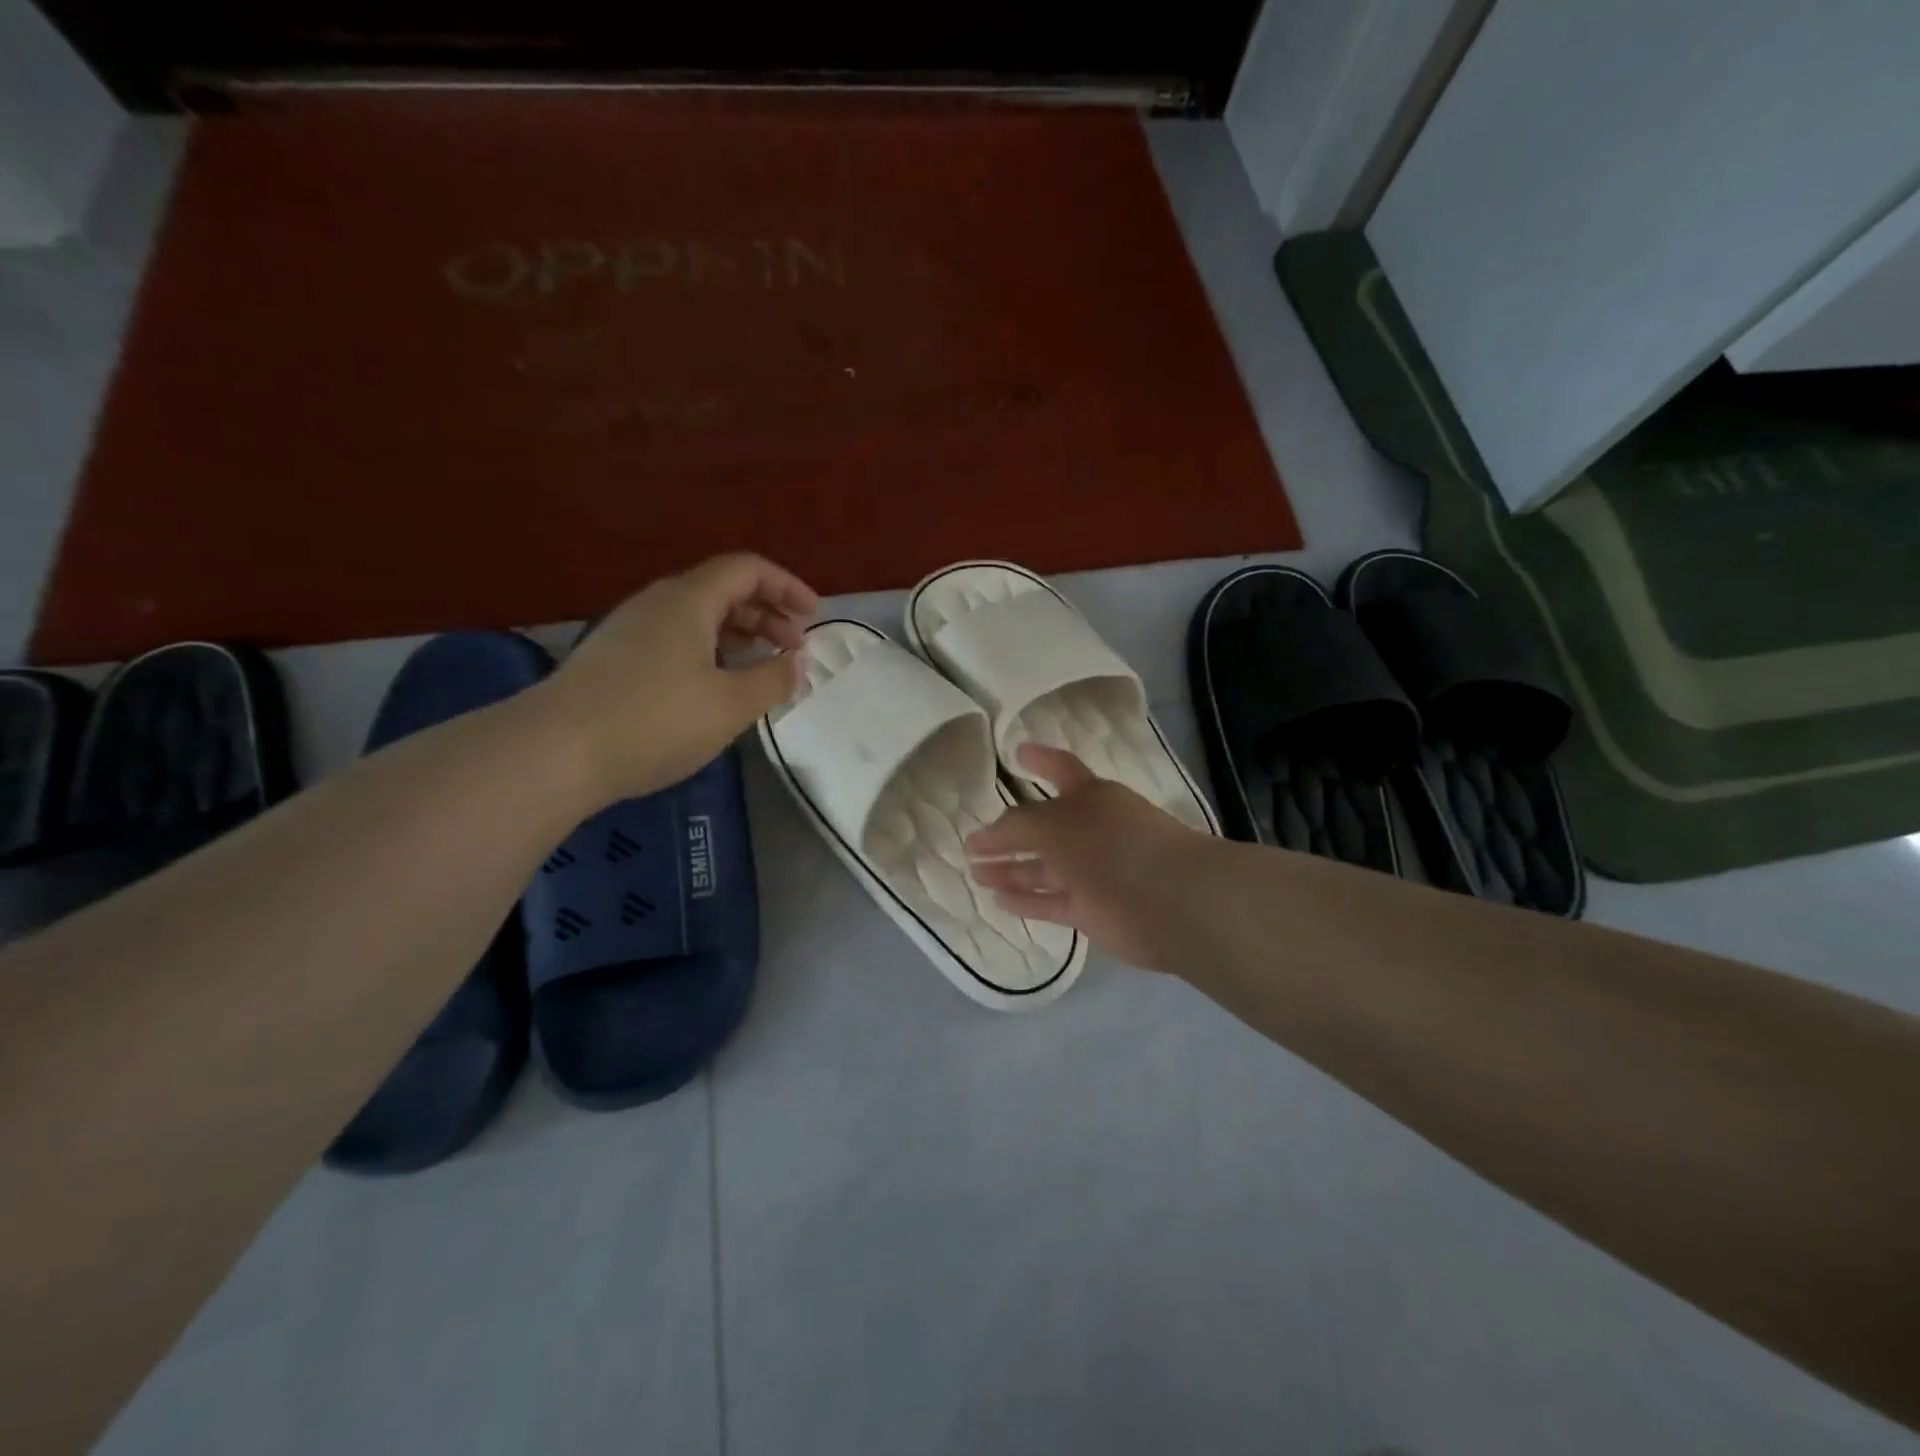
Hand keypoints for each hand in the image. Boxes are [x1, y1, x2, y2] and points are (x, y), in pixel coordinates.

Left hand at [538, 553, 817, 802]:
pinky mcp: (614, 659)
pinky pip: (675, 639)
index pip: (746, 569)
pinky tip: (714, 687)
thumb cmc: (656, 721)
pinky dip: (709, 651)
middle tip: (792, 648)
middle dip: (766, 613)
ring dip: (738, 635)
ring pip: (697, 617)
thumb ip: (773, 679)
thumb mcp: (731, 704)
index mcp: (689, 600)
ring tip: (760, 668)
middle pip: (722, 590)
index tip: (813, 614)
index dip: (786, 585)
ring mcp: (630, 630)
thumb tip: (795, 662)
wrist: (556, 752)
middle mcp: (658, 603)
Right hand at [966, 743, 1212, 971]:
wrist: (1170, 902)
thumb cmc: (1111, 846)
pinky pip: (1050, 902)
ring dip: (1010, 871)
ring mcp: (1093, 872)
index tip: (1016, 753)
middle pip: (1043, 828)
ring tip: (976, 874)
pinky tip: (998, 900)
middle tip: (972, 844)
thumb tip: (988, 836)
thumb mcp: (1054, 825)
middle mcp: (1092, 830)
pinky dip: (1025, 901)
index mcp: (1091, 796)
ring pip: (1044, 869)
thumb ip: (1017, 827)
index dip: (1039, 759)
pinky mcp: (1092, 910)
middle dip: (1008, 835)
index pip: (1060, 769)